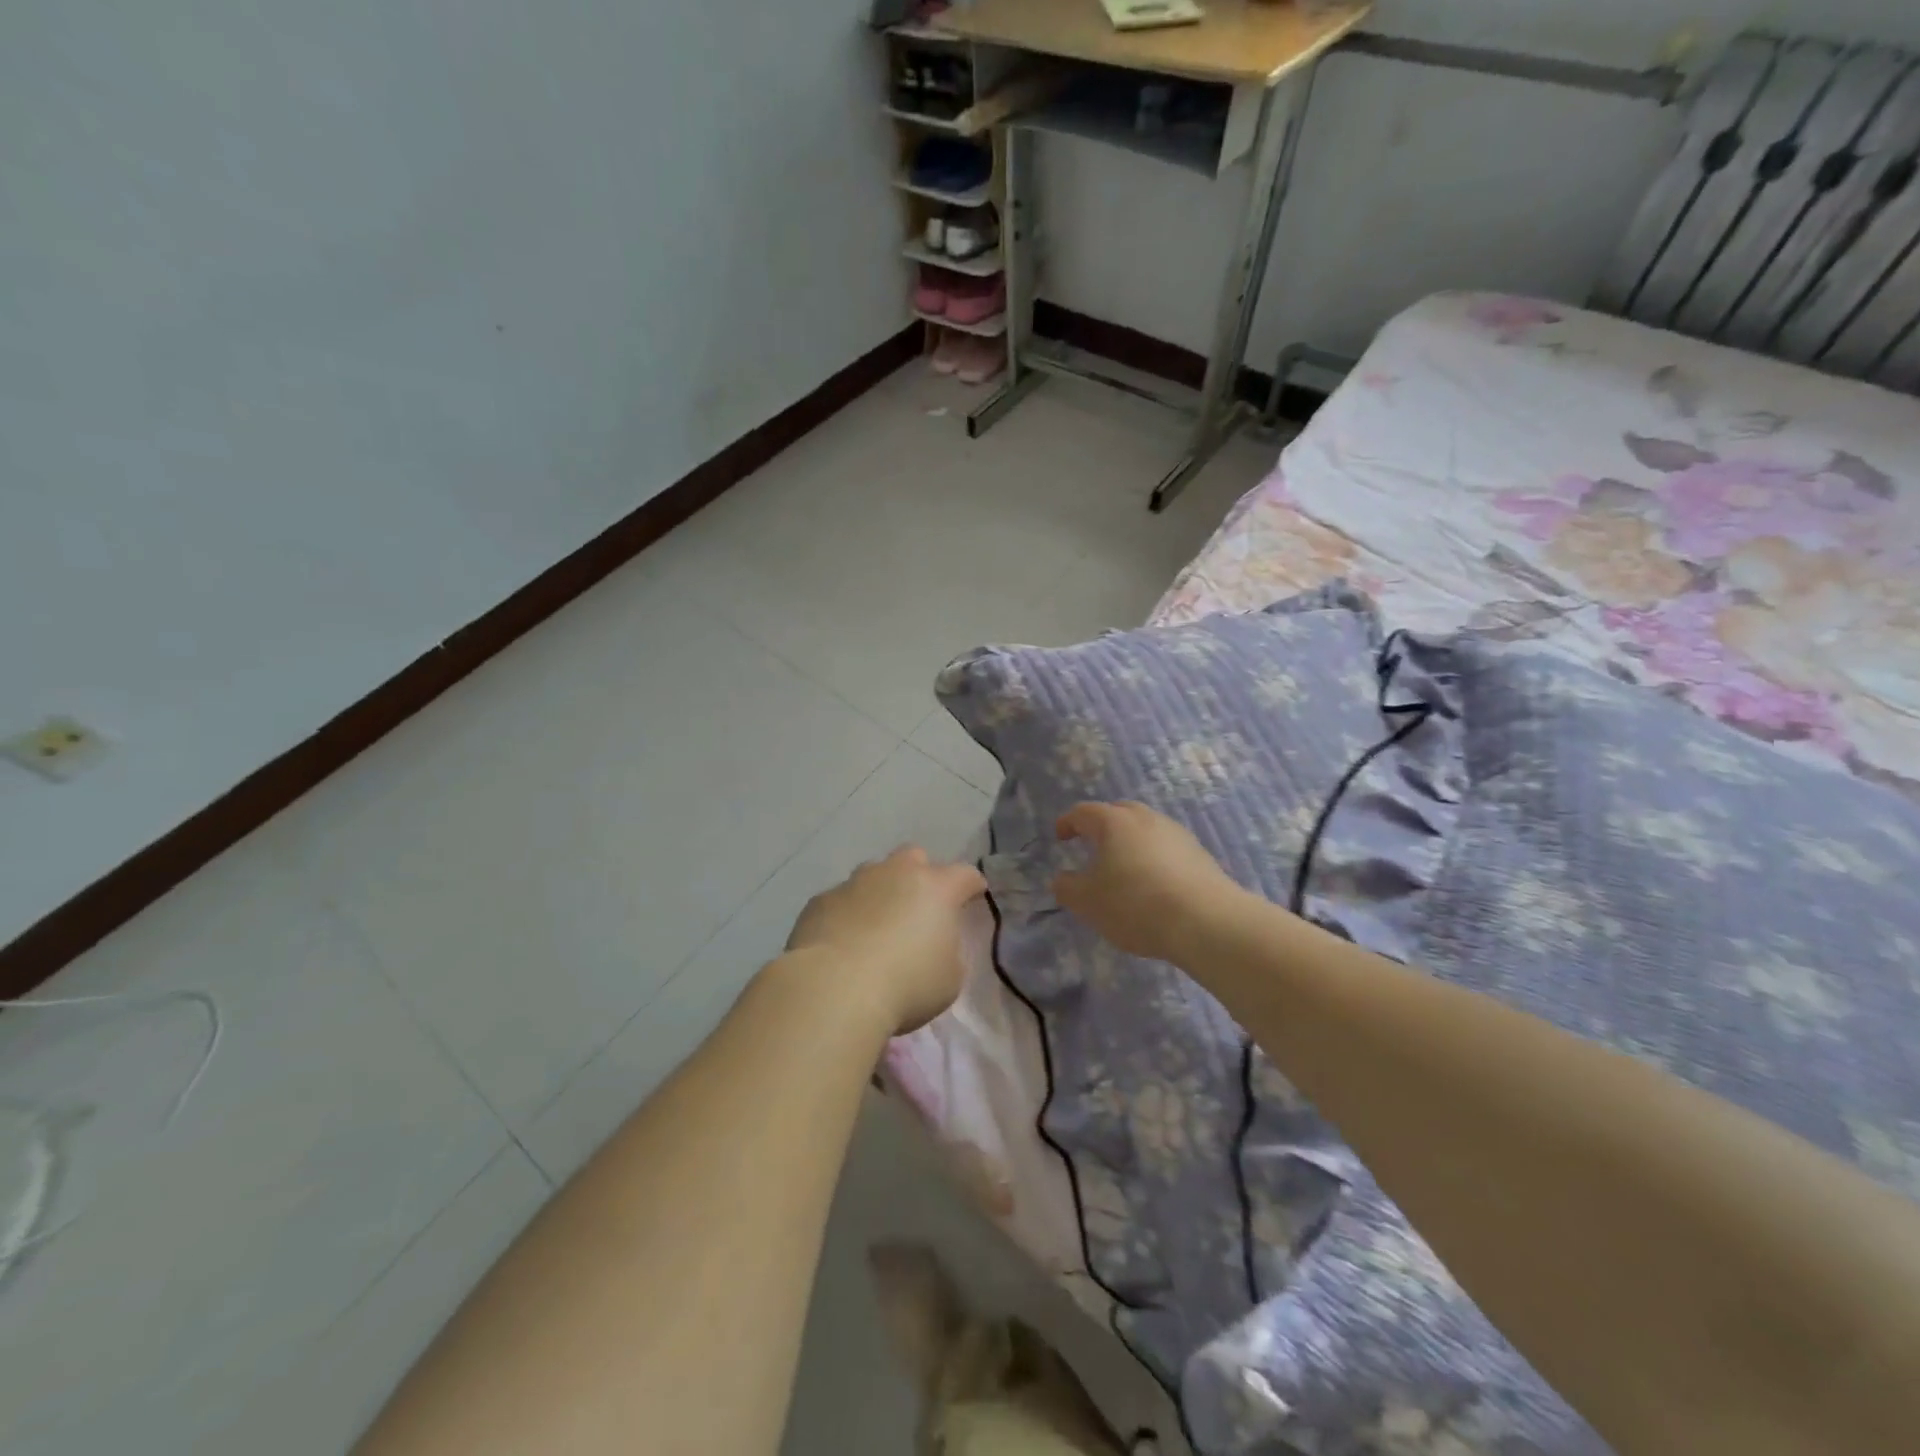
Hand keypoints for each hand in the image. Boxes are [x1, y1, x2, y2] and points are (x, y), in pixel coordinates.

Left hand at [783, 847, 986, 1034]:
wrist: (834, 990)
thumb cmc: (906, 985)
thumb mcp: (949, 978)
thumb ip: (947, 950)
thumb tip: (933, 943)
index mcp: (936, 889)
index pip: (965, 875)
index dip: (971, 885)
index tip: (973, 896)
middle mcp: (895, 874)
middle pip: (914, 858)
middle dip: (920, 875)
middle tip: (919, 906)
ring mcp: (854, 883)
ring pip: (873, 874)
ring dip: (880, 892)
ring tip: (876, 925)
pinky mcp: (820, 901)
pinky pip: (840, 900)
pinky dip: (847, 914)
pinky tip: (843, 941)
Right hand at [1052, 801, 1240, 963]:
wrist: (1206, 921)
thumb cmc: (1135, 904)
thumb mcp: (1088, 902)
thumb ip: (1067, 888)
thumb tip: (1061, 879)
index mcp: (1114, 822)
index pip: (1083, 812)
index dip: (1068, 822)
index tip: (1060, 837)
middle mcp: (1146, 819)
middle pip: (1118, 812)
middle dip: (1102, 825)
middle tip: (1092, 845)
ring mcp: (1176, 834)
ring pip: (1146, 828)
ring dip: (1130, 841)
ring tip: (1123, 866)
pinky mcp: (1199, 854)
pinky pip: (1166, 847)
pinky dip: (1153, 856)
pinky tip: (1153, 882)